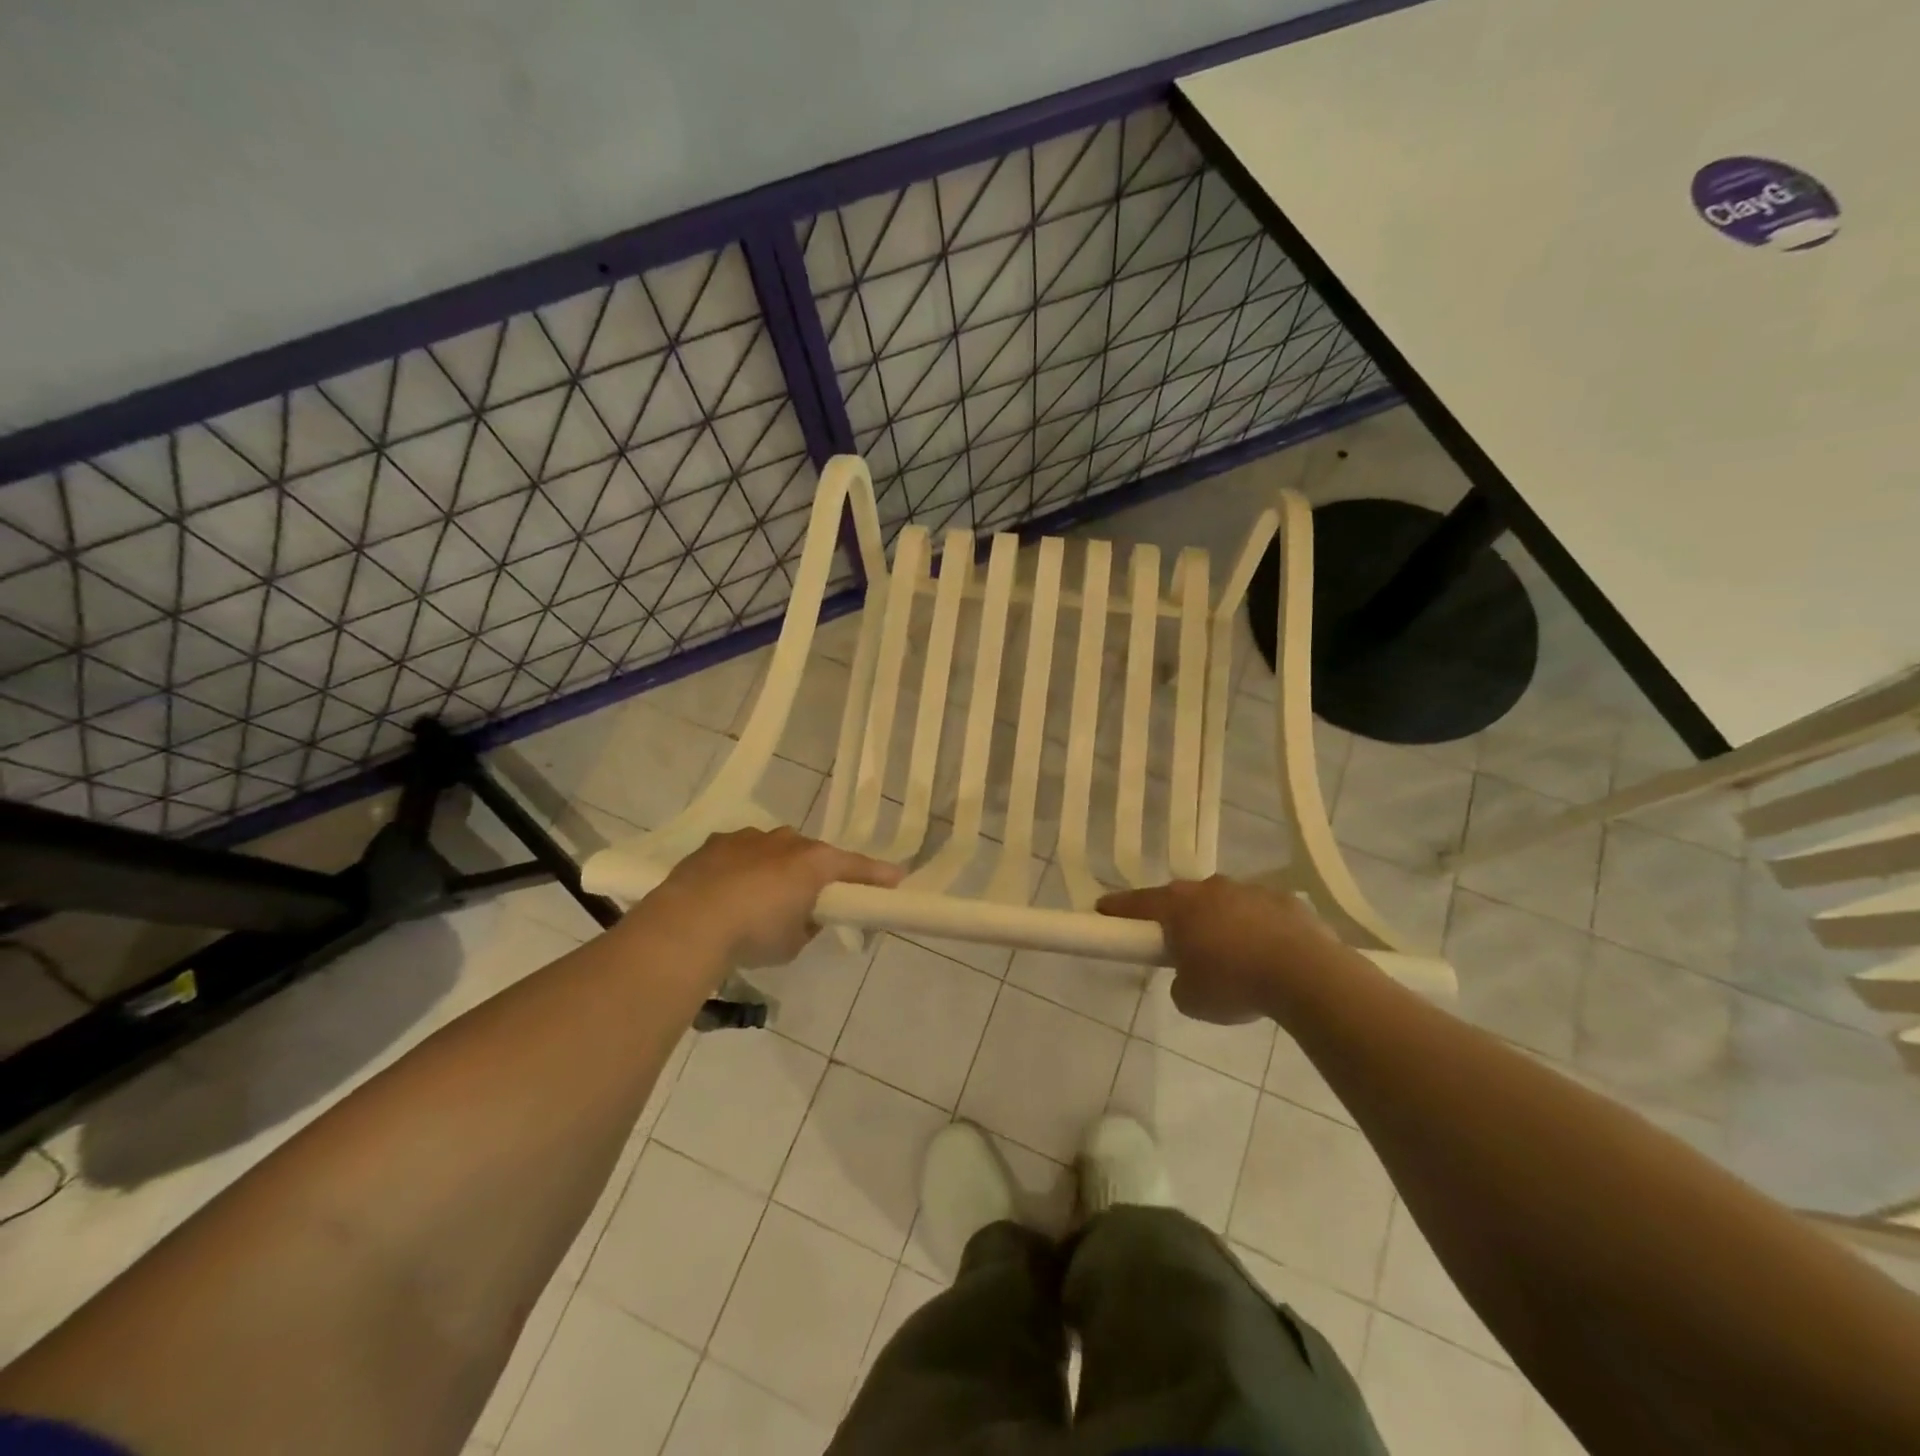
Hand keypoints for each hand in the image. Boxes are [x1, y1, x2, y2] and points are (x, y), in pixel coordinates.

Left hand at [646, 826, 903, 967]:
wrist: (689, 923)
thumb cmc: (754, 935)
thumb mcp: (793, 942)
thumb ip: (808, 924)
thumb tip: (805, 916)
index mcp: (814, 862)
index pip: (855, 867)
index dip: (876, 875)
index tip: (895, 879)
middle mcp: (786, 841)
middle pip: (811, 854)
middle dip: (814, 873)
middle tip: (808, 900)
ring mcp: (748, 838)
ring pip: (773, 849)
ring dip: (775, 868)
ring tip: (759, 899)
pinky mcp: (715, 843)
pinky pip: (740, 853)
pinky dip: (741, 868)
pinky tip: (727, 891)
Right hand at [1098, 876, 1348, 1023]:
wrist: (1307, 974)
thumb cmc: (1235, 983)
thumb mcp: (1191, 998)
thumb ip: (1180, 981)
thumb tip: (1189, 975)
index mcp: (1179, 906)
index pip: (1137, 903)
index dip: (1117, 908)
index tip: (1102, 911)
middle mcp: (1210, 889)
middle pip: (1181, 899)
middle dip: (1175, 917)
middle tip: (1176, 944)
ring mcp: (1249, 890)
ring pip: (1222, 903)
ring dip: (1218, 922)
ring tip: (1230, 956)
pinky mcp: (1285, 900)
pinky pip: (1259, 912)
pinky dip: (1255, 928)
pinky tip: (1266, 955)